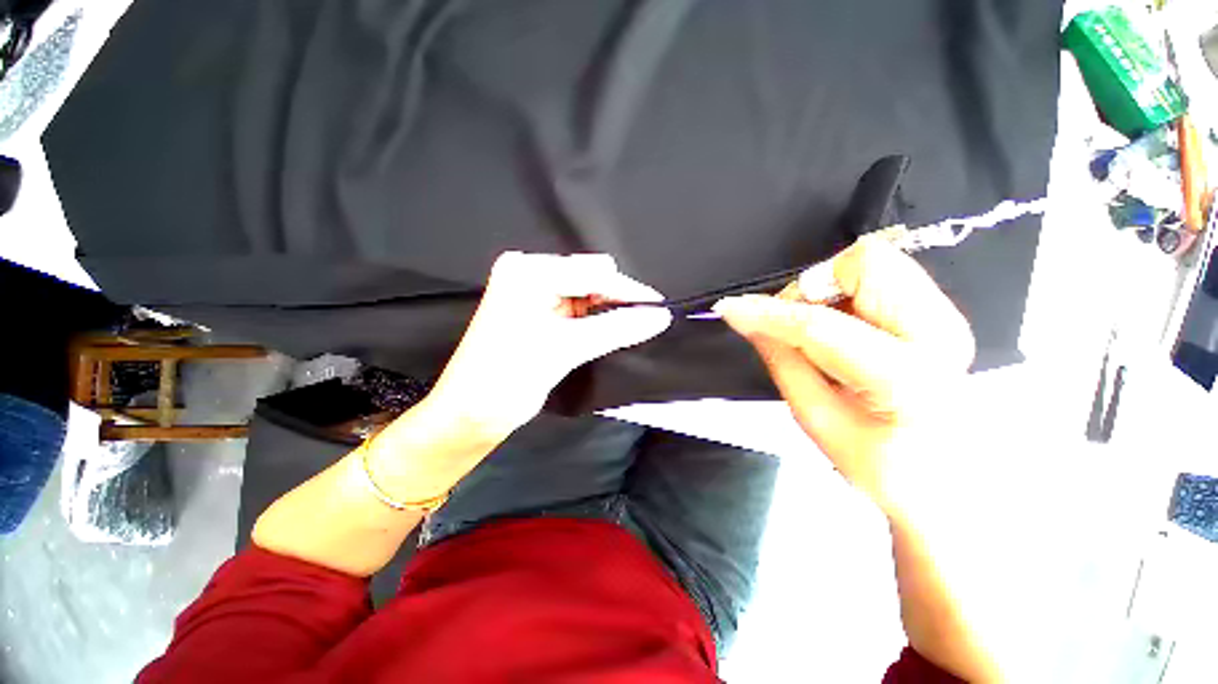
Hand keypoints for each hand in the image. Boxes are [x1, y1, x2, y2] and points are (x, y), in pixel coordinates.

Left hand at [427, 252, 672, 439]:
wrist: (471, 412)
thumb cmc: (508, 378)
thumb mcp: (565, 349)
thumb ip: (616, 329)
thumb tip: (659, 317)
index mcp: (527, 272)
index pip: (592, 273)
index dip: (628, 291)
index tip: (658, 308)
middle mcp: (528, 273)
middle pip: (590, 277)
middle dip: (618, 298)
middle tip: (646, 320)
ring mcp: (532, 291)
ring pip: (586, 292)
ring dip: (609, 308)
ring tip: (634, 326)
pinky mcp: (537, 310)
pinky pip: (576, 306)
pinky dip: (596, 317)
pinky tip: (613, 328)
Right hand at [714, 236, 974, 513]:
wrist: (951, 478)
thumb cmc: (881, 464)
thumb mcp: (816, 418)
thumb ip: (781, 359)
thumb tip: (745, 318)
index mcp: (906, 378)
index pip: (820, 326)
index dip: (768, 313)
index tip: (732, 308)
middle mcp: (938, 334)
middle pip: (865, 263)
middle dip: (813, 287)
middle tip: (793, 323)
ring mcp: (947, 316)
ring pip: (875, 261)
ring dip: (829, 288)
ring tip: (820, 328)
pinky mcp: (941, 311)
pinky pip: (882, 274)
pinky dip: (847, 292)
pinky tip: (844, 328)